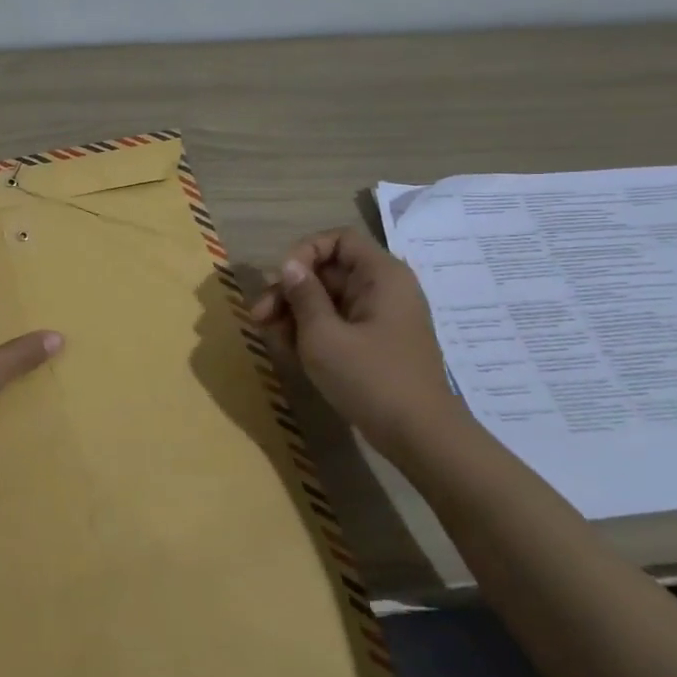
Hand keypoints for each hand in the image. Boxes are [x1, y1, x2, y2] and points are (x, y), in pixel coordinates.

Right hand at [251, 226, 466, 456]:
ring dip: (294, 314)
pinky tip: (289, 352)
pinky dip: (311, 333)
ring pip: (327, 300)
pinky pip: (337, 324)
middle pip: (328, 272)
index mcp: (381, 276)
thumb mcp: (324, 336)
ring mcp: (379, 318)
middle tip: (258, 317)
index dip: (305, 252)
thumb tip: (290, 266)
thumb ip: (303, 296)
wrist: (419, 436)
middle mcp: (383, 290)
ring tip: (270, 338)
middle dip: (289, 291)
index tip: (282, 281)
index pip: (338, 240)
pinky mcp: (374, 344)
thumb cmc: (370, 379)